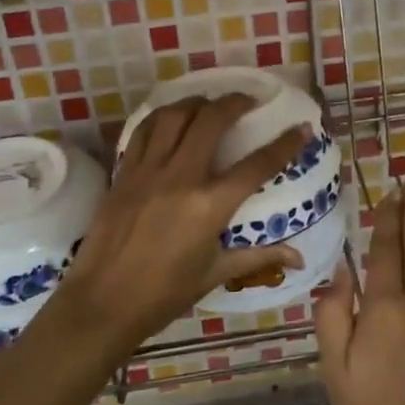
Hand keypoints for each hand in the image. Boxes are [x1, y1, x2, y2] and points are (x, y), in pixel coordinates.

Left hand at [51, 95, 308, 352]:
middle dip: (234, 103)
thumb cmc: (163, 295)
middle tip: (247, 101)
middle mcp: (181, 178)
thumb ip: (258, 257)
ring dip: (195, 102)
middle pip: (211, 121)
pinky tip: (170, 119)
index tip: (302, 128)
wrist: (101, 304)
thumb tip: (299, 258)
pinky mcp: (124, 173)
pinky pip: (143, 132)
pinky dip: (161, 118)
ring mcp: (148, 171)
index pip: (257, 165)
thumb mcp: (215, 274)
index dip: (285, 144)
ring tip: (208, 104)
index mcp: (210, 206)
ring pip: (174, 116)